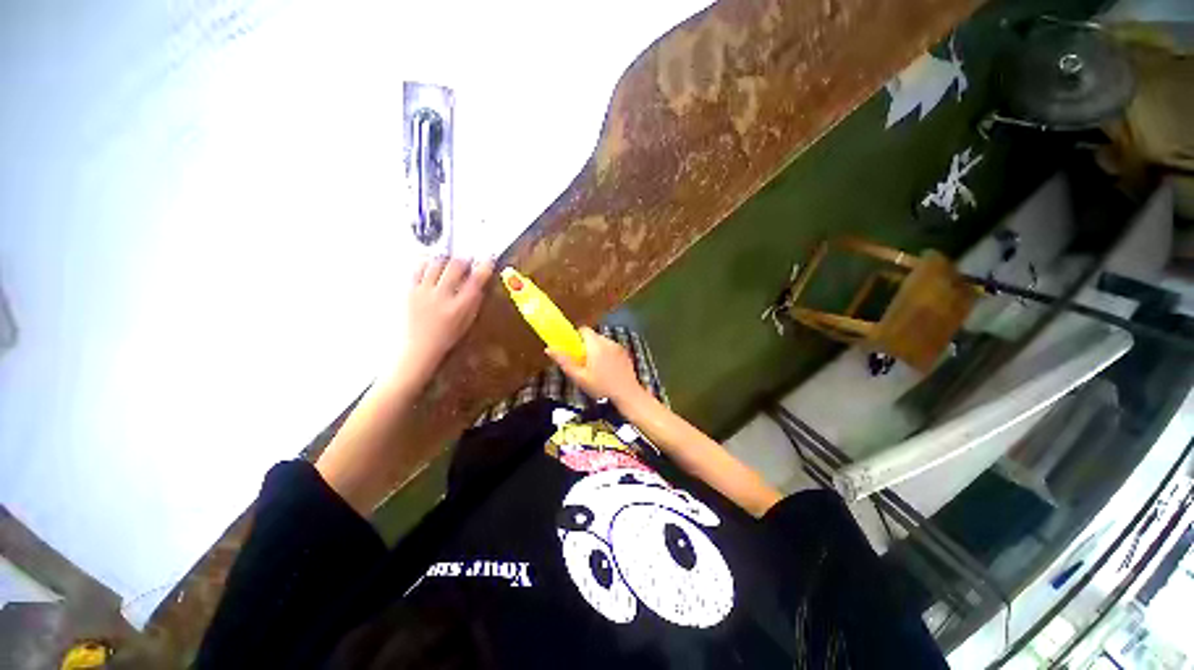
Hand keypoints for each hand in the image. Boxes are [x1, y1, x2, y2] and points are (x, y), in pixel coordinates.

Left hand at [400, 256, 493, 379]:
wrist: (419, 348)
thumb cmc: (446, 338)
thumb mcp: (467, 321)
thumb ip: (474, 301)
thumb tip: (479, 284)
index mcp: (460, 307)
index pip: (476, 280)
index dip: (485, 266)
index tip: (488, 259)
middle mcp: (442, 296)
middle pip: (455, 266)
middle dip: (464, 260)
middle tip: (467, 260)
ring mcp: (424, 292)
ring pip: (436, 263)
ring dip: (446, 259)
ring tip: (449, 262)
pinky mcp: (410, 290)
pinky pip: (418, 268)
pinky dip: (427, 263)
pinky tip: (432, 264)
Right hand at [547, 327, 645, 404]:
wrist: (627, 393)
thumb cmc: (602, 386)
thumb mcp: (580, 377)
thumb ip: (564, 361)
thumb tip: (549, 349)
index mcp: (596, 345)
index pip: (583, 330)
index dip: (576, 336)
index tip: (572, 348)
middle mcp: (607, 341)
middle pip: (592, 336)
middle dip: (585, 345)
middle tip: (582, 361)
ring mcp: (618, 346)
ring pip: (602, 341)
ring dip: (596, 349)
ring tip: (594, 367)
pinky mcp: (624, 352)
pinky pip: (611, 347)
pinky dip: (606, 353)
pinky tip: (606, 369)